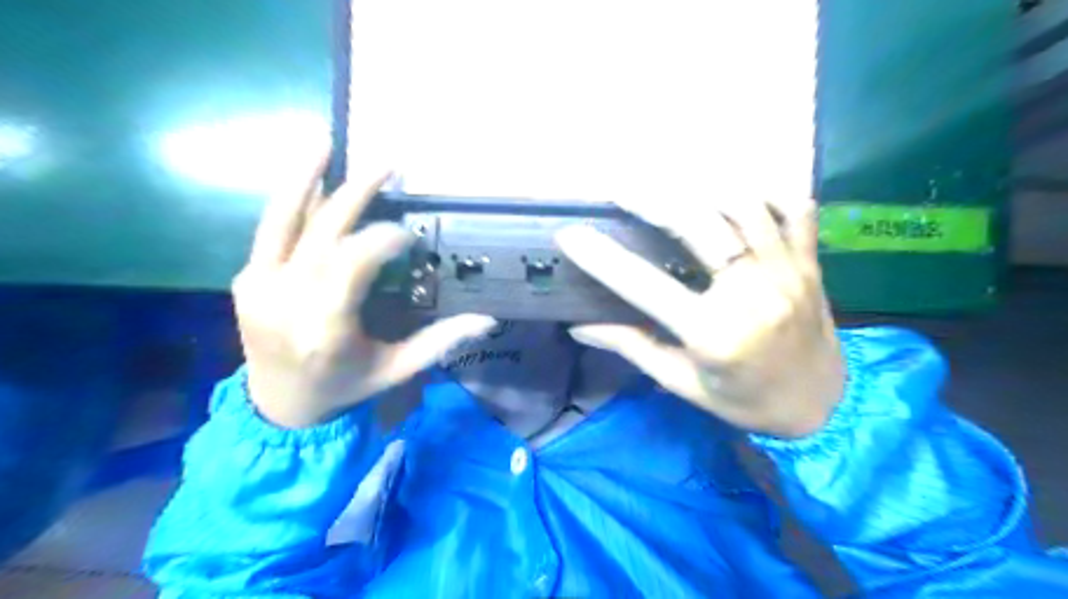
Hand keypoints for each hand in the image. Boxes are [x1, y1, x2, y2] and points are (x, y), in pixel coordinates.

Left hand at [232, 145, 497, 426]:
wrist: (277, 407)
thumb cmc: (345, 387)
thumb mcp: (396, 369)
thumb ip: (440, 342)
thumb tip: (488, 319)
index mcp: (325, 329)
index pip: (353, 264)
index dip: (384, 240)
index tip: (409, 235)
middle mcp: (286, 302)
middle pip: (323, 234)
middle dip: (356, 194)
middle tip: (387, 163)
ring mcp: (258, 288)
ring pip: (283, 221)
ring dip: (305, 178)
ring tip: (326, 142)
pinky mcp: (245, 280)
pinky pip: (271, 232)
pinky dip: (291, 202)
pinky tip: (310, 178)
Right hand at [555, 194, 848, 433]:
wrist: (821, 407)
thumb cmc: (743, 401)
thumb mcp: (682, 382)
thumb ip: (633, 347)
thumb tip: (580, 327)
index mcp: (714, 334)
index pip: (645, 286)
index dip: (602, 258)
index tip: (569, 235)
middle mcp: (752, 295)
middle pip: (698, 227)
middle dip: (650, 200)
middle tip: (618, 190)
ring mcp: (787, 272)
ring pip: (743, 206)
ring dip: (701, 188)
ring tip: (669, 184)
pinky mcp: (810, 263)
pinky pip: (794, 209)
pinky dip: (763, 192)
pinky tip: (732, 193)